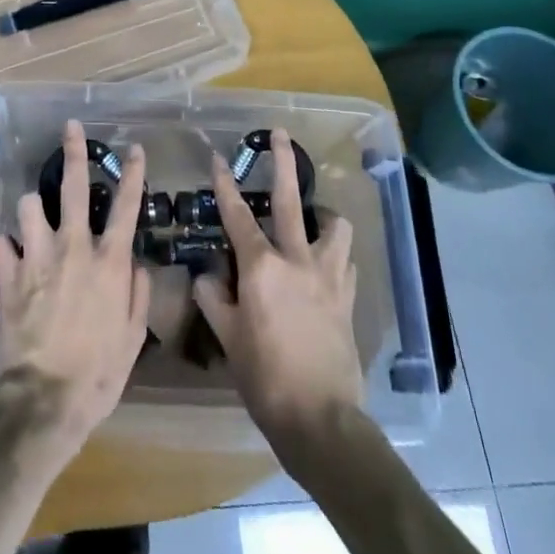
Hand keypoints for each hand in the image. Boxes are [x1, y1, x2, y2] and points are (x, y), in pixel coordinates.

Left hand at [0, 120, 151, 458]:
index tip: (136, 148)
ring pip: (30, 205)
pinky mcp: (8, 274)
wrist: (45, 399)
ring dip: (33, 209)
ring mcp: (38, 257)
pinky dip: (6, 249)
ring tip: (35, 219)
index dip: (133, 173)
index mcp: (108, 262)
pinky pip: (1, 244)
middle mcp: (74, 247)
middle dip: (74, 151)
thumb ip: (137, 295)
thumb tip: (137, 266)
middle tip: (71, 128)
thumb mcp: (133, 338)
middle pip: (75, 186)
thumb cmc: (98, 373)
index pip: (127, 206)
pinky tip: (10, 258)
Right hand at [192, 130, 361, 456]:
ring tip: (315, 216)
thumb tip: (206, 276)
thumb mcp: (228, 338)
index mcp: (262, 267)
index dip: (225, 185)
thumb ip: (214, 299)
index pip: (238, 215)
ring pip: (334, 227)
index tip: (219, 158)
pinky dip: (336, 255)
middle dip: (282, 163)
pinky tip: (327, 263)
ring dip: (324, 214)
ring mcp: (328, 277)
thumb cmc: (265, 378)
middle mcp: (297, 260)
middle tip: (280, 134)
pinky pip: (346, 263)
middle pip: (290, 200)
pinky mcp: (348, 298)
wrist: (321, 419)